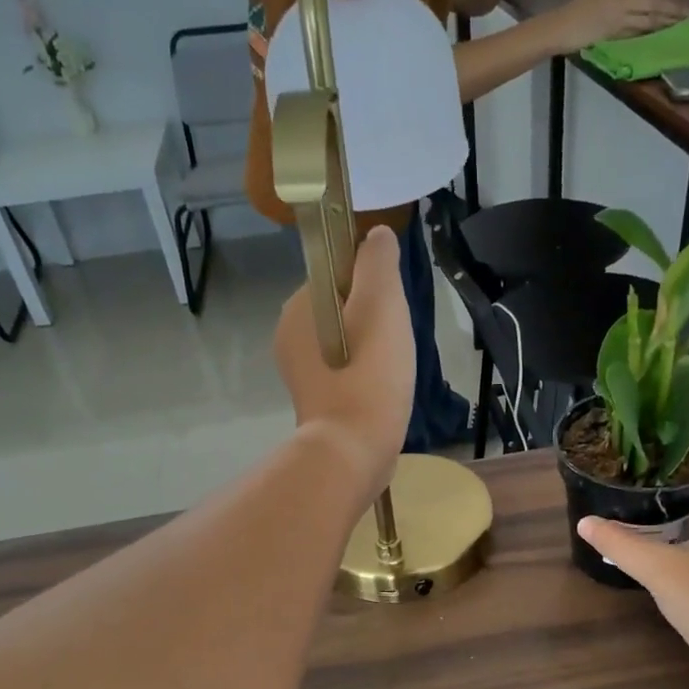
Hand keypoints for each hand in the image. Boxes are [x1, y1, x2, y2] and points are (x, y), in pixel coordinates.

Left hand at [273, 226, 413, 498]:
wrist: (353, 452)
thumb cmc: (369, 375)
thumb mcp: (380, 304)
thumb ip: (378, 262)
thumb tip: (376, 235)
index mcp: (299, 305)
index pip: (338, 272)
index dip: (371, 282)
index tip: (391, 309)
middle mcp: (291, 335)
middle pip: (345, 307)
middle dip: (376, 319)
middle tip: (397, 345)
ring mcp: (301, 372)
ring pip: (348, 341)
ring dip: (375, 349)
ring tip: (393, 372)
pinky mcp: (317, 401)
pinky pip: (347, 371)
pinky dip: (367, 375)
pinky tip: (383, 392)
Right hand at [551, 0, 688, 52]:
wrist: (563, 25)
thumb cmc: (578, 7)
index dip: (670, 1)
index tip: (687, 6)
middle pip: (655, 5)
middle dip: (675, 11)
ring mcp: (621, 15)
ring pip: (649, 18)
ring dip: (667, 22)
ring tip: (683, 26)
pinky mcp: (615, 31)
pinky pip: (638, 30)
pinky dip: (651, 32)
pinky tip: (662, 34)